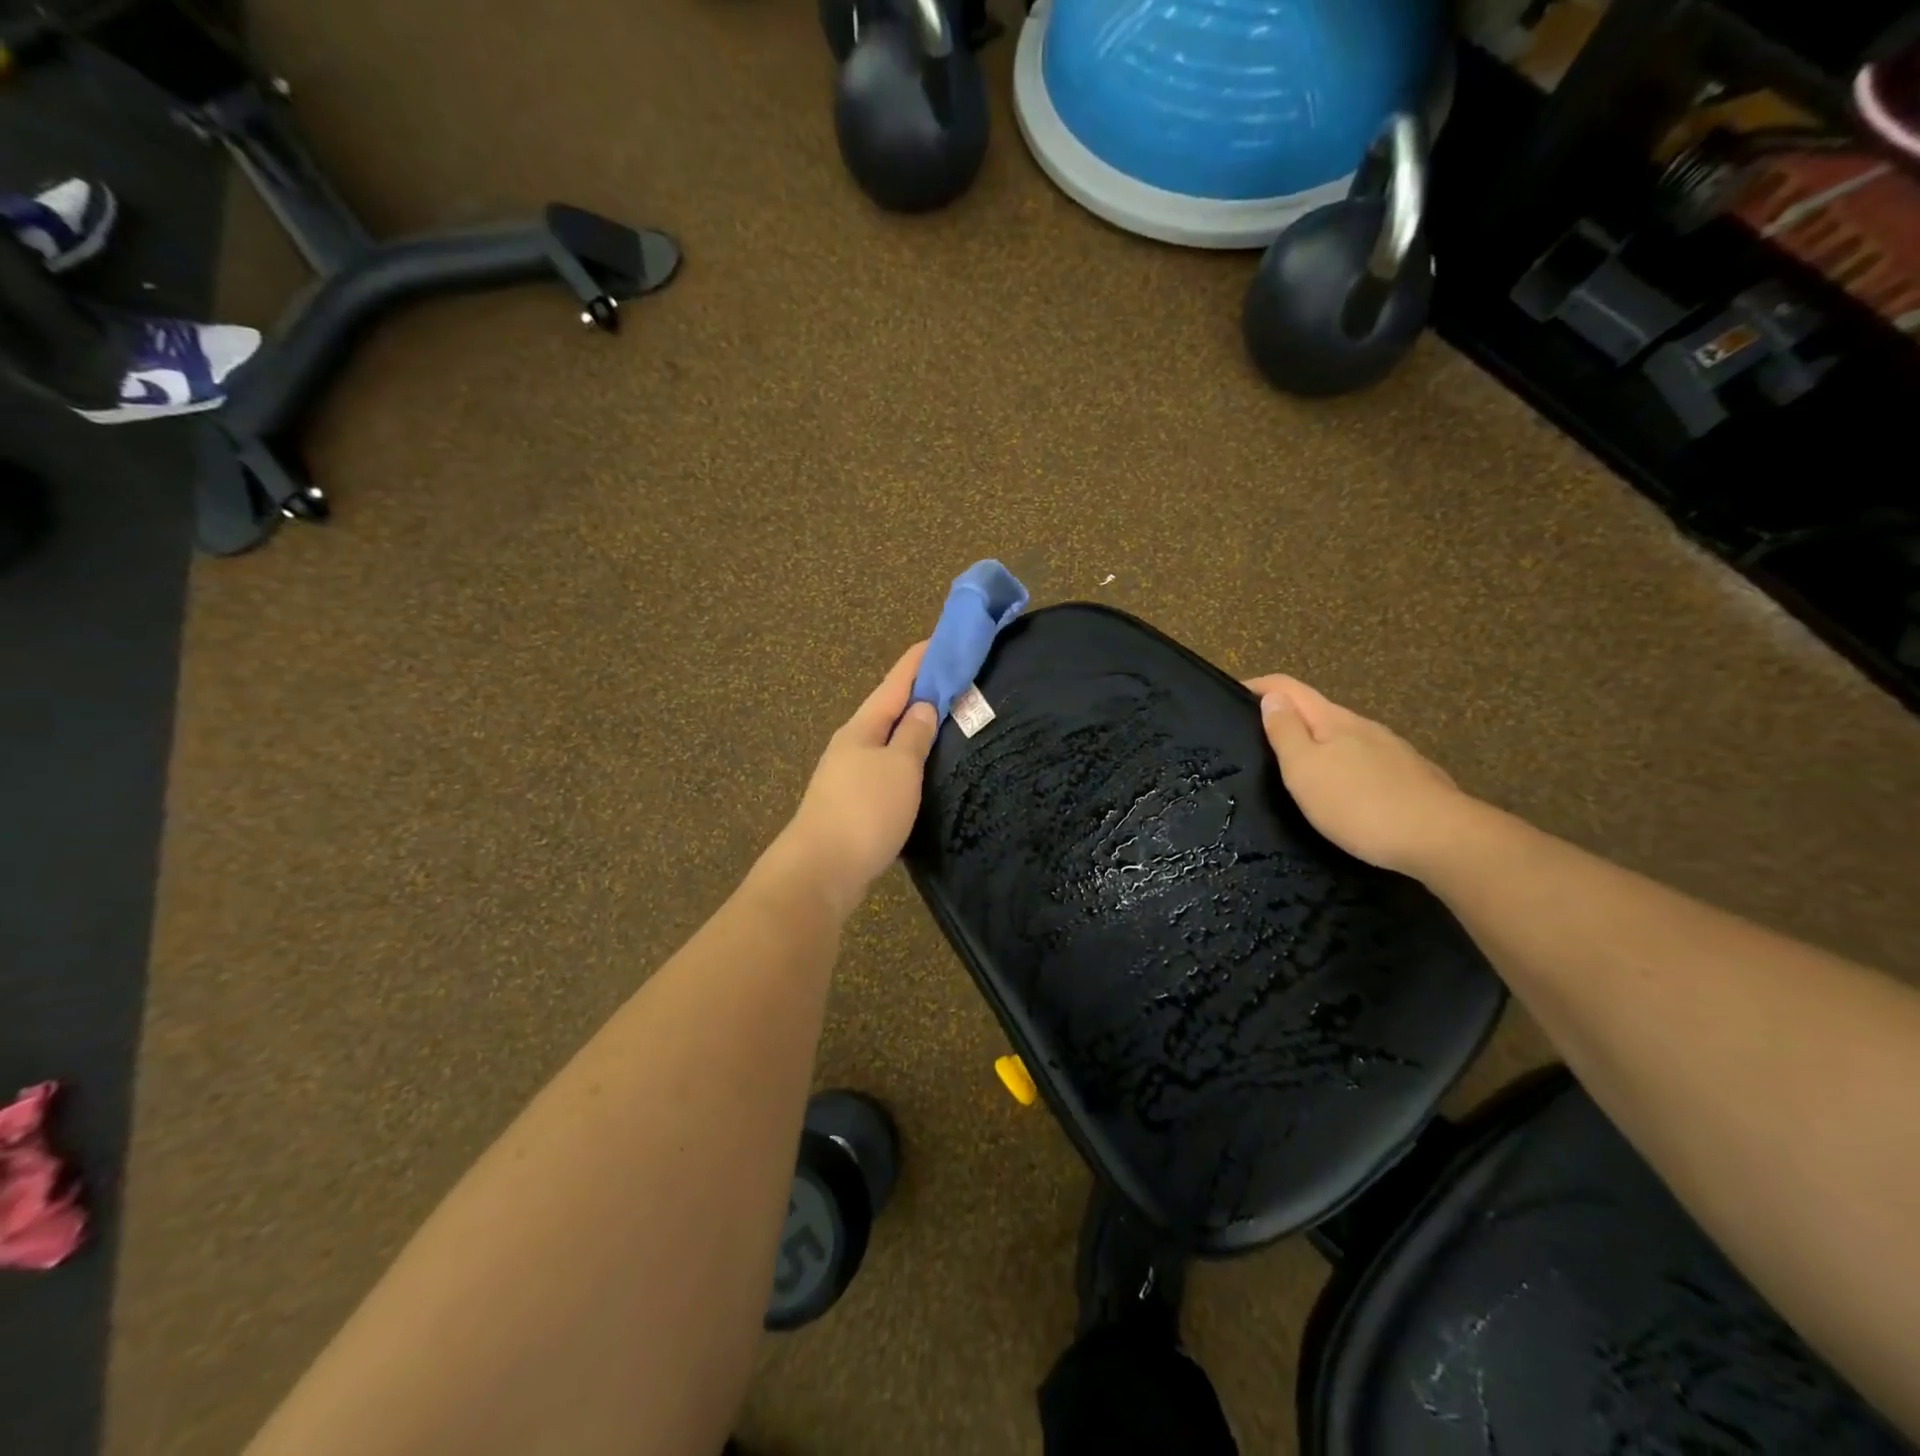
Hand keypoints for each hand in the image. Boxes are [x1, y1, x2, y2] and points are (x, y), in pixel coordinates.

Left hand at [772, 642, 939, 919]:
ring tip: (943, 724)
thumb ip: (913, 735)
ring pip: (886, 742)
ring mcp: (848, 776)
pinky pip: (886, 770)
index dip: (918, 661)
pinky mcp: (852, 805)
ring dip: (912, 729)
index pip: (895, 683)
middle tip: (953, 684)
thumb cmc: (864, 810)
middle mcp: (851, 745)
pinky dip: (906, 761)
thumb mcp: (899, 767)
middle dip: (917, 694)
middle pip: (888, 710)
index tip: (938, 639)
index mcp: (862, 727)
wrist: (821, 871)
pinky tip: (920, 771)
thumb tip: (922, 707)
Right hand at [1245, 674, 1477, 878]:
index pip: (1289, 688)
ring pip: (1343, 739)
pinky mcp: (1410, 778)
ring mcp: (1392, 752)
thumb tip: (1272, 698)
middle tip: (1256, 741)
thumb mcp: (1305, 769)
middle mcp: (1364, 727)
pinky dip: (1342, 768)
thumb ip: (1285, 732)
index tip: (1231, 695)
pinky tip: (1342, 794)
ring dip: (1316, 745)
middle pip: (1317, 711)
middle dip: (1286, 718)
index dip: (1259, 686)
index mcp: (1333, 720)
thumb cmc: (1358, 803)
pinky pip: (1364, 763)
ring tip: (1297, 772)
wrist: (1442, 839)